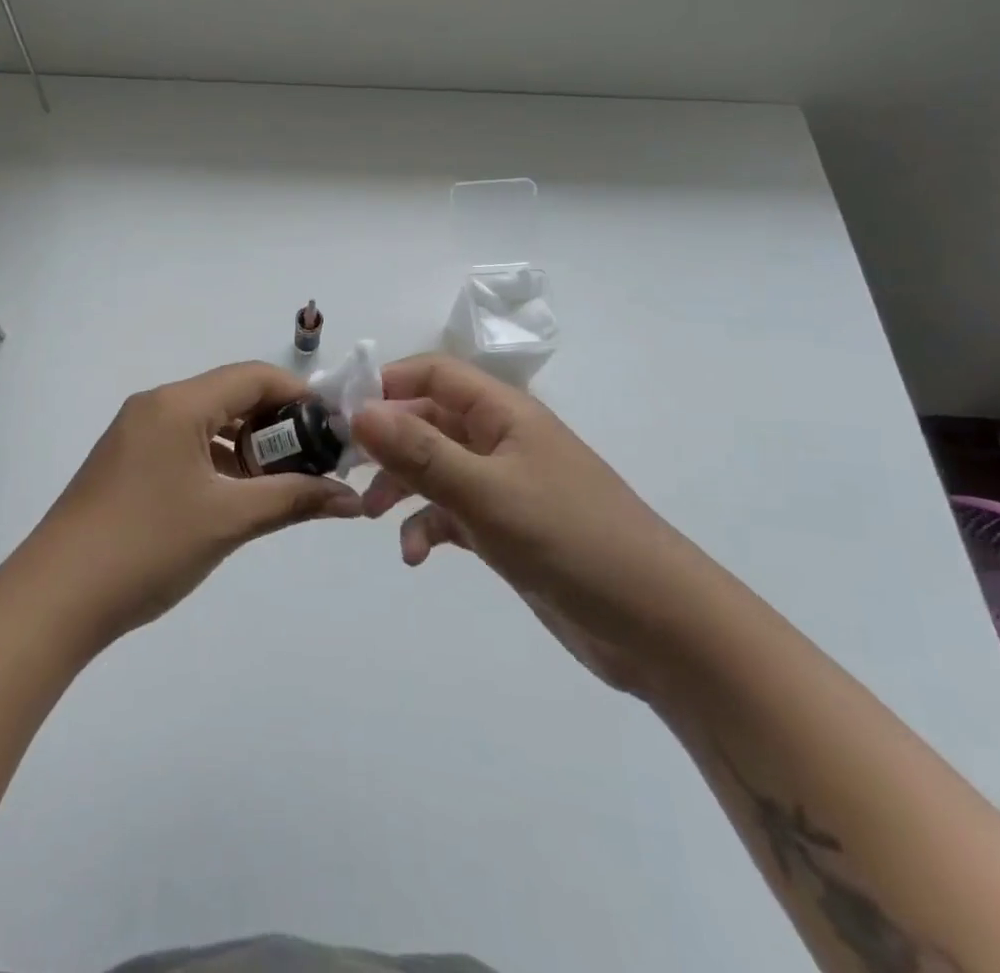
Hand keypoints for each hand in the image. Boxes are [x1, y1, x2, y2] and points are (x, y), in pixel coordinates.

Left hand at [22, 362, 363, 643]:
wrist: (55, 598)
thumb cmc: (147, 546)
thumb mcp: (228, 520)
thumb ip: (294, 500)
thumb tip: (352, 499)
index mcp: (177, 404)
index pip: (253, 377)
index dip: (300, 395)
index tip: (335, 427)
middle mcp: (155, 407)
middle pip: (230, 396)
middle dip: (277, 424)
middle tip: (315, 460)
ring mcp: (135, 435)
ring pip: (207, 423)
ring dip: (249, 446)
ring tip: (283, 483)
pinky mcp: (125, 463)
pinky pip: (184, 445)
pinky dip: (218, 462)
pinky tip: (238, 497)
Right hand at [351, 355, 707, 693]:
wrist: (660, 626)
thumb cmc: (572, 539)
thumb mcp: (487, 492)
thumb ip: (420, 451)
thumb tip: (358, 410)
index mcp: (503, 412)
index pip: (432, 373)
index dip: (385, 384)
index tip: (340, 414)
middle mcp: (500, 439)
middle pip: (427, 419)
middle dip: (385, 441)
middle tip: (344, 468)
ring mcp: (503, 484)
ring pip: (434, 467)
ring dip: (400, 486)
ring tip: (369, 515)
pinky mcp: (505, 527)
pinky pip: (451, 512)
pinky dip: (427, 526)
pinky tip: (416, 556)